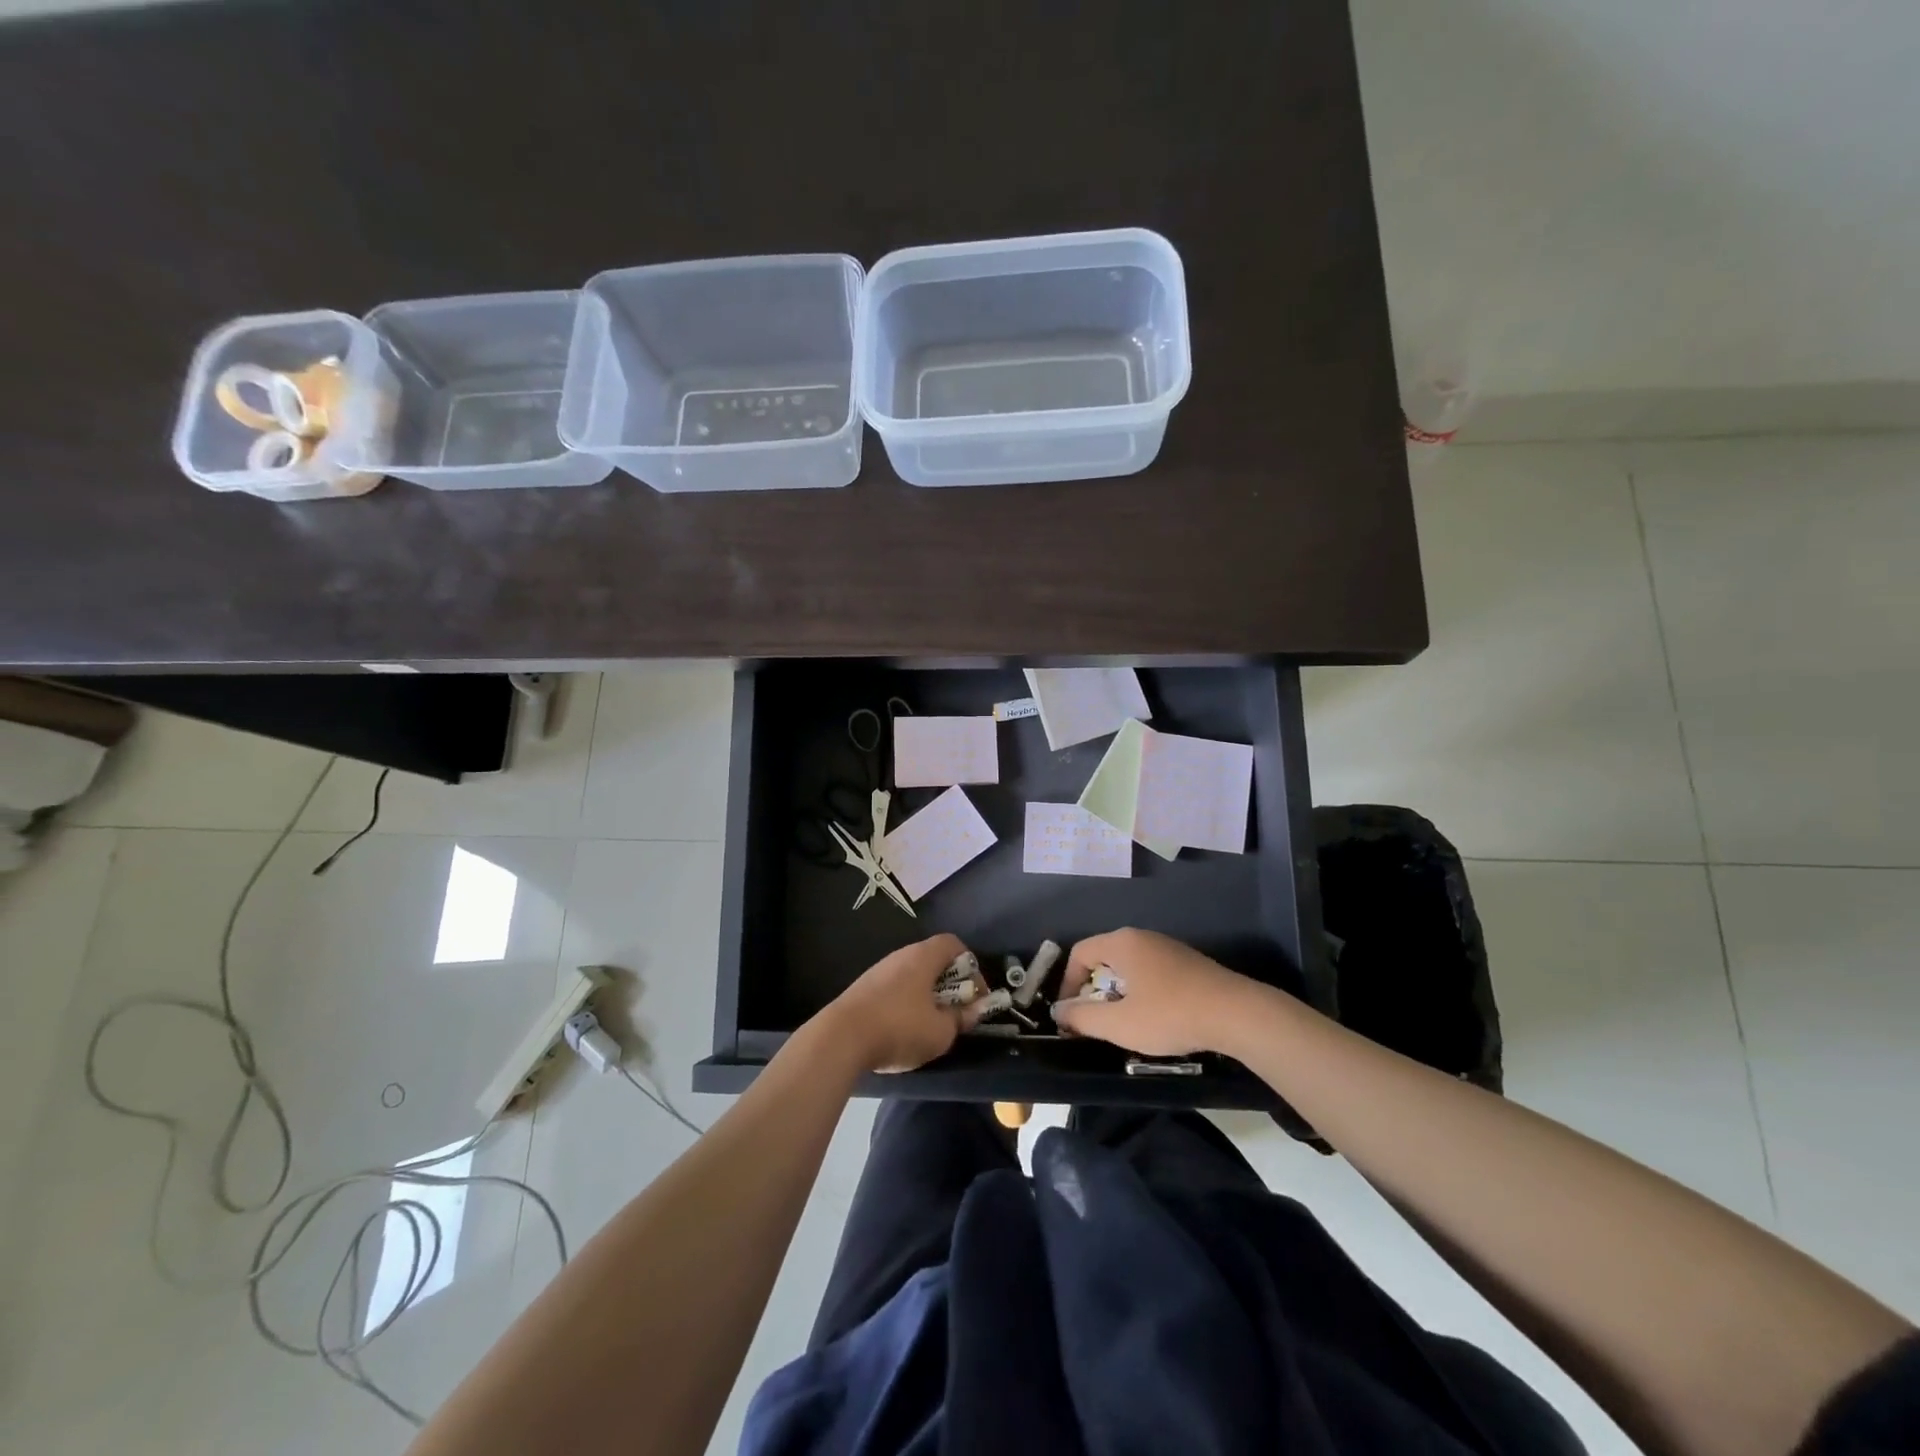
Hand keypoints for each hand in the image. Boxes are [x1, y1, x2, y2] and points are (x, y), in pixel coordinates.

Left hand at [819, 933, 978, 1073]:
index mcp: (923, 957)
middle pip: (933, 959)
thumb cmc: (899, 1028)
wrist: (840, 1037)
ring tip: (931, 1024)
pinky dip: (907, 1002)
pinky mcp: (863, 988)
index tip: (976, 996)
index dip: (971, 966)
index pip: (954, 944)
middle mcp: (901, 955)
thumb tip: (973, 1010)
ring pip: (913, 975)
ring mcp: (879, 970)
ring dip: (927, 995)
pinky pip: (895, 988)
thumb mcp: (940, 1032)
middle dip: (950, 984)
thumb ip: (961, 1018)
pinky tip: (903, 1029)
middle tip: (956, 1012)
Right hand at [1050, 928, 1251, 1055]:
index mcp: (1122, 943)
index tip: (1070, 1014)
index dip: (1068, 983)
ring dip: (1118, 992)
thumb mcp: (1120, 1023)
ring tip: (1125, 1022)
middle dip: (1093, 989)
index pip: (1080, 952)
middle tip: (1095, 1020)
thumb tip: (1059, 1012)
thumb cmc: (1171, 1014)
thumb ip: (1083, 1017)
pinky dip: (1142, 991)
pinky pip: (1152, 971)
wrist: (1237, 1014)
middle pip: (1104, 957)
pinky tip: (1156, 1017)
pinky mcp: (1188, 963)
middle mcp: (1142, 937)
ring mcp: (1168, 948)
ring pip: (1129, 965)